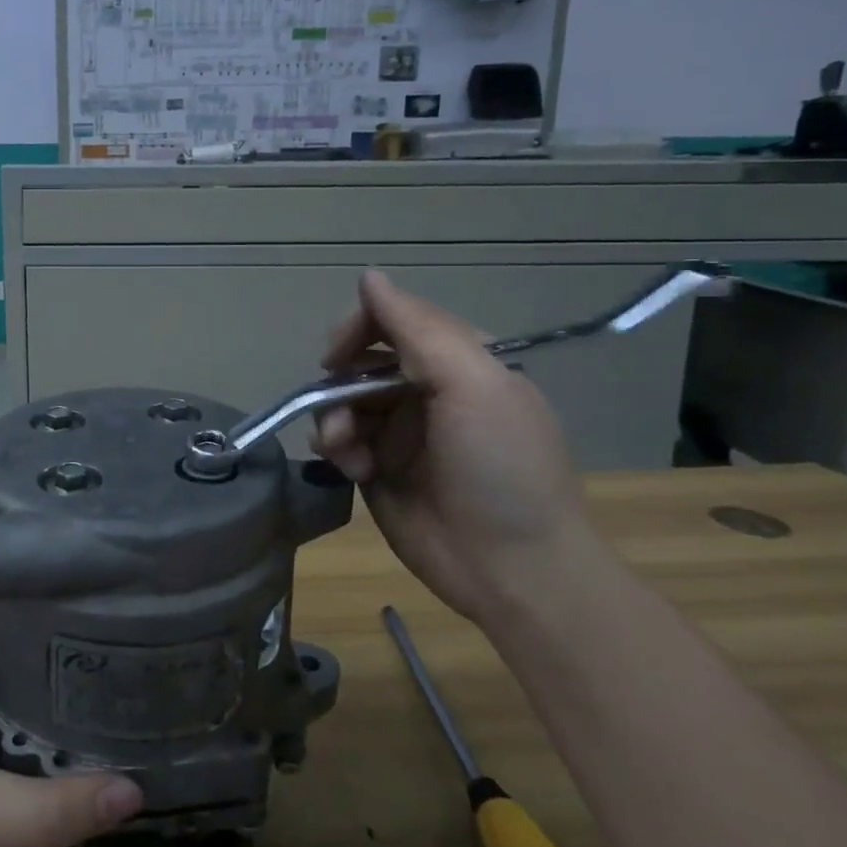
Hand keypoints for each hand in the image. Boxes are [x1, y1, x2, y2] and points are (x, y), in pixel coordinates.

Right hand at [312, 270, 605, 623]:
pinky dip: (335, 448)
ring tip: (342, 449)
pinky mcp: (378, 470)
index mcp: (460, 363)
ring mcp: (400, 433)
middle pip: (362, 361)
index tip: (340, 352)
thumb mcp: (473, 386)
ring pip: (342, 401)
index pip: (398, 320)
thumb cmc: (501, 469)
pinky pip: (338, 441)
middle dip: (341, 379)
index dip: (363, 327)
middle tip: (334, 403)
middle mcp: (427, 392)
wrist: (512, 570)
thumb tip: (369, 276)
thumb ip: (419, 328)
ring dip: (333, 418)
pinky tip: (350, 468)